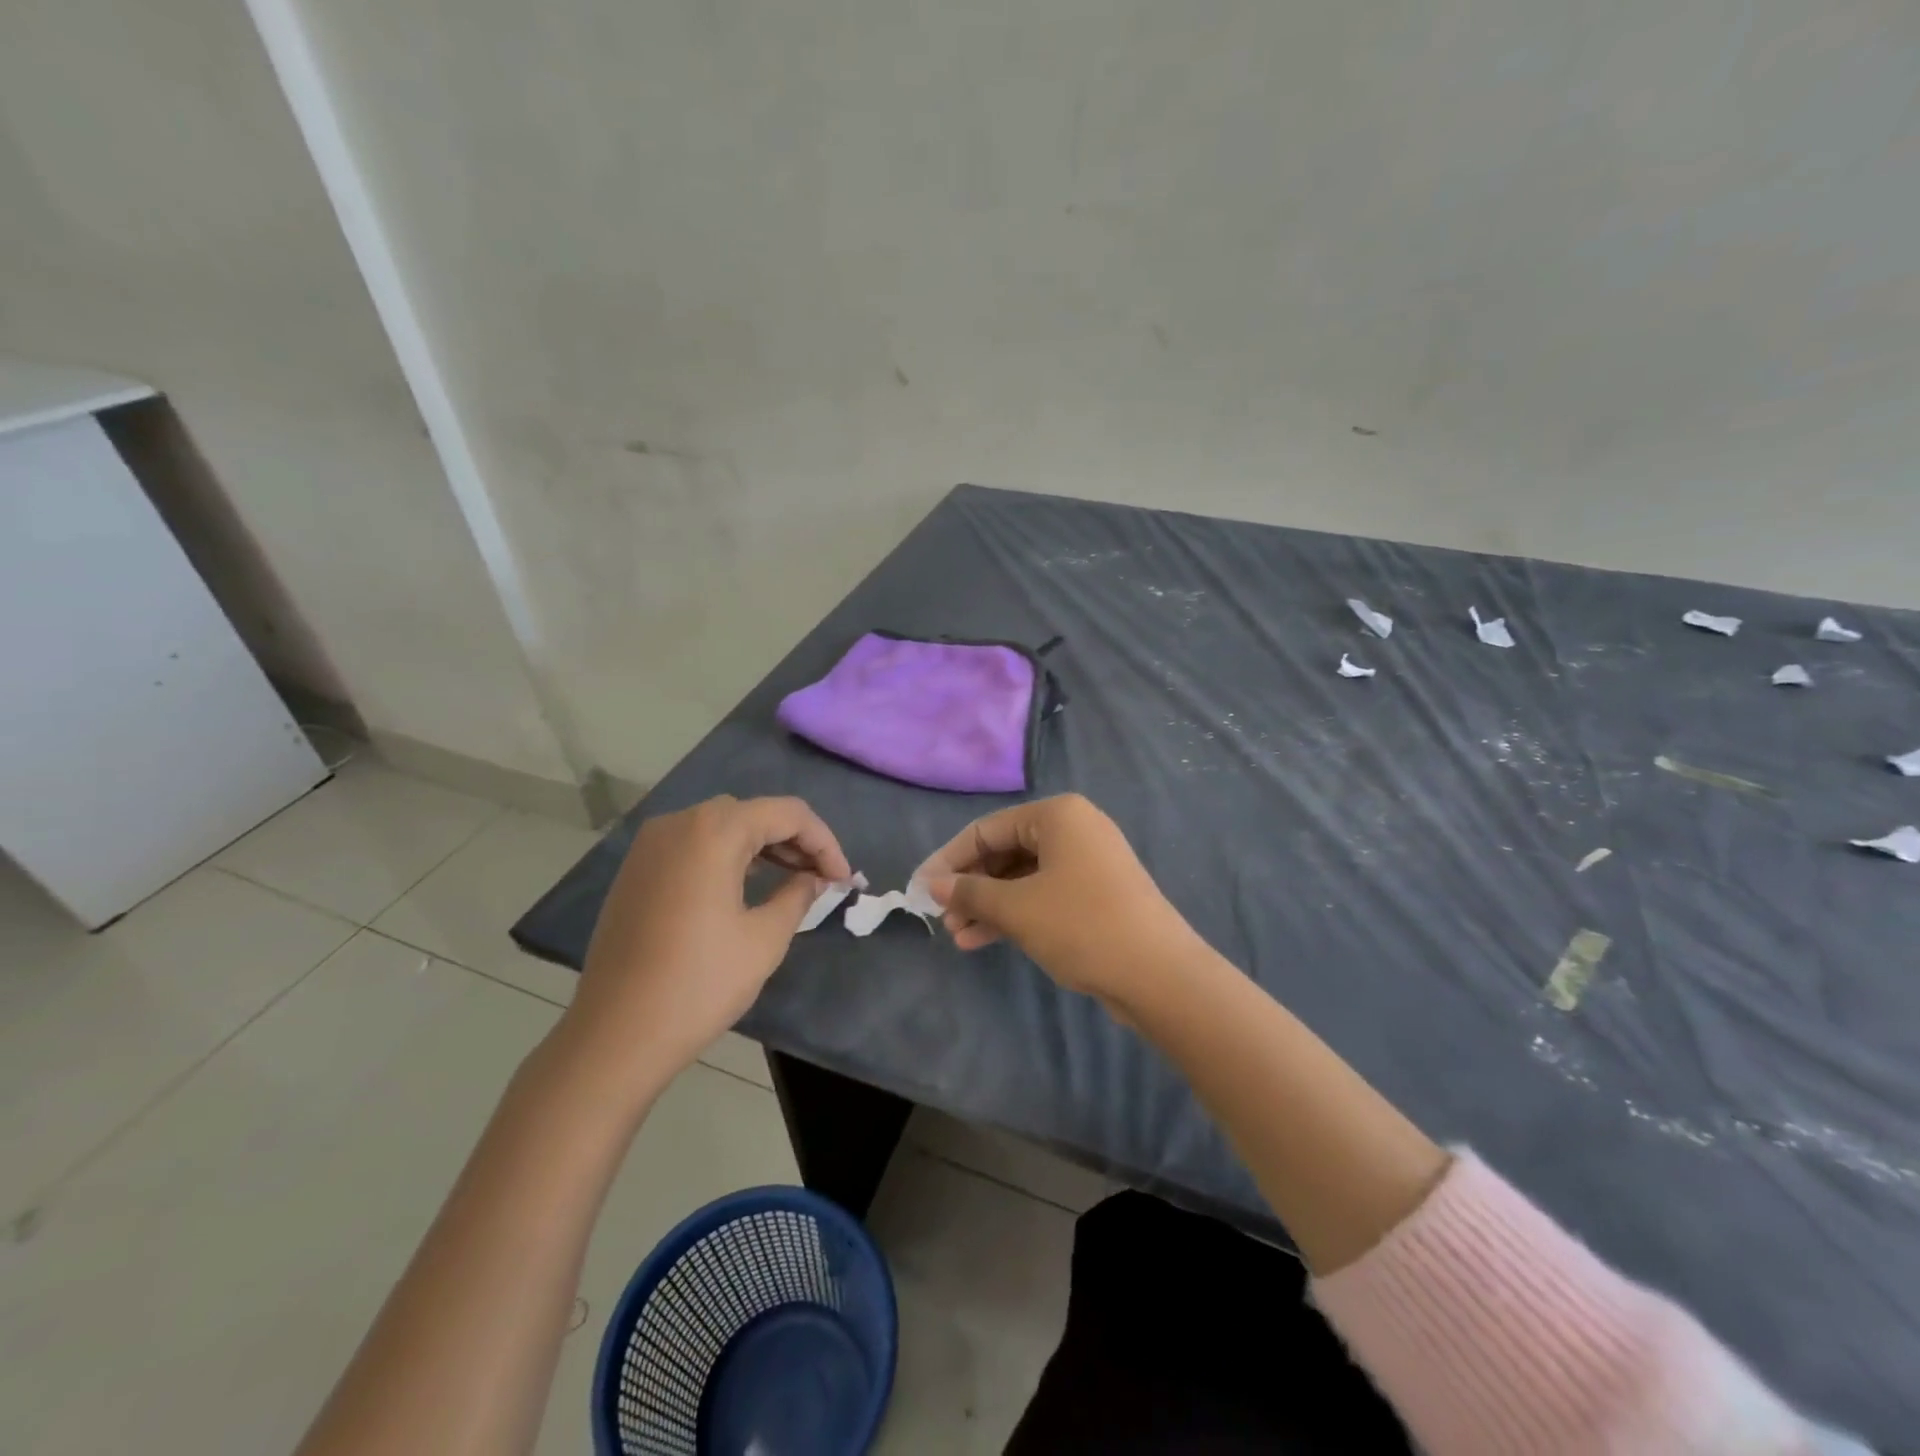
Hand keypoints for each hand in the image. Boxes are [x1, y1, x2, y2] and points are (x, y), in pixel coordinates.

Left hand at [561, 795, 850, 1088]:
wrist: (615, 1035)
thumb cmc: (699, 984)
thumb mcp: (764, 939)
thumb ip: (798, 895)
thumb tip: (812, 879)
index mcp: (714, 831)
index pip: (788, 813)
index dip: (824, 841)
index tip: (843, 879)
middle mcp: (679, 823)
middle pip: (754, 813)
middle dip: (795, 840)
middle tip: (821, 879)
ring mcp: (651, 845)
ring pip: (722, 826)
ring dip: (763, 846)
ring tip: (793, 881)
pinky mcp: (637, 870)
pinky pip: (695, 845)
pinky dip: (728, 855)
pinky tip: (747, 886)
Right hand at [919, 794, 1194, 1007]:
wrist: (1159, 974)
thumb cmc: (1081, 925)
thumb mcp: (1017, 908)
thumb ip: (970, 893)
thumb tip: (934, 885)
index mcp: (1057, 815)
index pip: (986, 829)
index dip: (948, 859)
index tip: (920, 888)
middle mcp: (1074, 829)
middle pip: (1005, 852)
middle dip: (970, 887)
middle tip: (942, 918)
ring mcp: (1088, 863)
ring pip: (1022, 878)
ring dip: (988, 906)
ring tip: (957, 937)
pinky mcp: (1095, 894)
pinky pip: (1042, 895)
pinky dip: (1014, 914)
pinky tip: (982, 940)